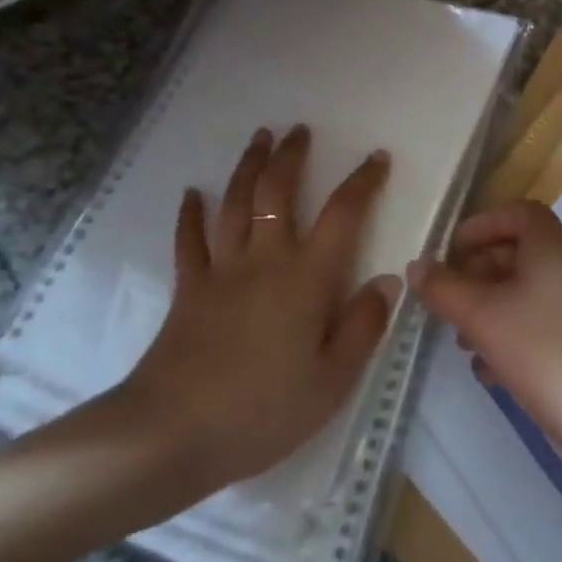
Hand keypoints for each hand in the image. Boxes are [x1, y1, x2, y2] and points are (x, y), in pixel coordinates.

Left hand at [119, 125, 398, 494]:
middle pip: (277, 192)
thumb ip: (363, 327)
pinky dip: (191, 214)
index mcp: (306, 278)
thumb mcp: (332, 381)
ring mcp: (221, 270)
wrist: (174, 432)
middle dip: (291, 156)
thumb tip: (387, 280)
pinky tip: (192, 194)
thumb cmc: (263, 410)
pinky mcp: (188, 289)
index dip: (362, 181)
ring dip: (248, 166)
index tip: (377, 157)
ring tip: (259, 138)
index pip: (342, 215)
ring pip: (235, 203)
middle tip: (299, 130)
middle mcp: (265, 260)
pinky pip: (189, 241)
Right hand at [411, 200, 561, 456]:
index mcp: (550, 248)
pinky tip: (487, 370)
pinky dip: (507, 336)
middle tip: (447, 299)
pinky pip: (535, 324)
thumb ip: (444, 288)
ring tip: (461, 340)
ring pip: (522, 293)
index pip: (518, 213)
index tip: (452, 251)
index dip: (483, 225)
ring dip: (487, 308)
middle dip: (476, 273)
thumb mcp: (482, 315)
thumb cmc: (543, 351)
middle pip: (516, 253)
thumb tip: (416, 267)